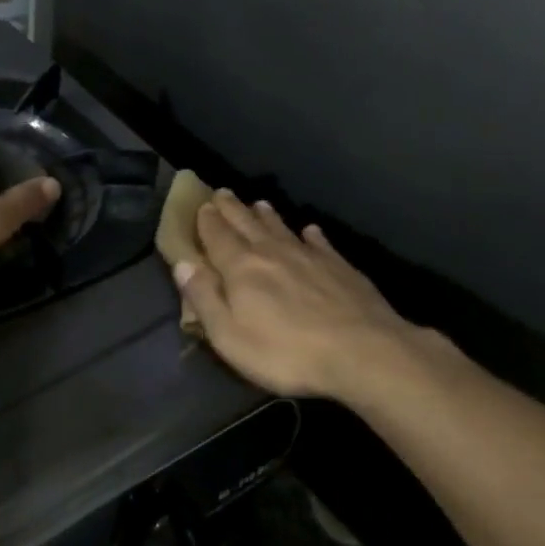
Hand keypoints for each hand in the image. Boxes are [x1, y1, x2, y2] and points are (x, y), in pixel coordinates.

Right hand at [174, 192, 420, 399]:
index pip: (217, 236)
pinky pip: (319, 242)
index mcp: (241, 268)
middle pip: (247, 224)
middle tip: (223, 193)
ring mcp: (309, 256)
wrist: (362, 352)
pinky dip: (310, 234)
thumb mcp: (230, 336)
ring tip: (259, 204)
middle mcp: (272, 252)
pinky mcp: (340, 266)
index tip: (202, 206)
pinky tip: (309, 230)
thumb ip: (204, 298)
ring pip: (281, 228)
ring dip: (267, 215)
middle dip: (232, 209)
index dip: (207, 221)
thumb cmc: (285, 352)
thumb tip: (182, 264)